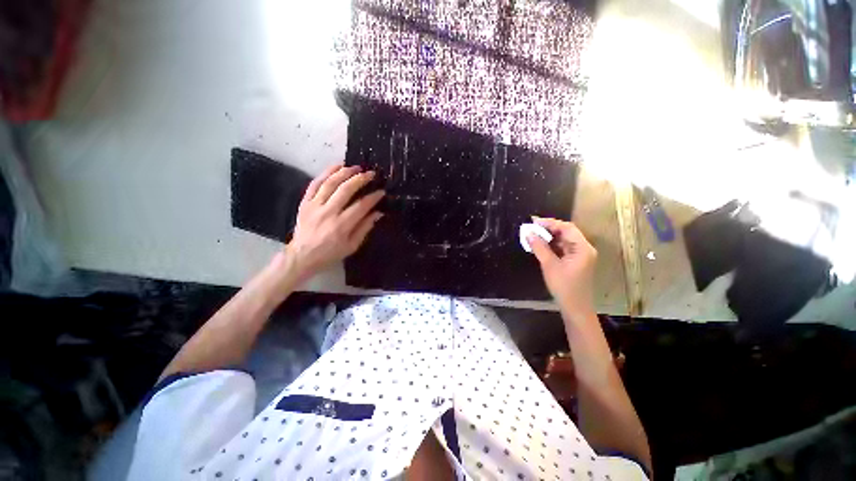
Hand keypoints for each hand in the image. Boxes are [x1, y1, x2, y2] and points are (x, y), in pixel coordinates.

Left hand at [286, 164, 384, 279]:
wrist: (302, 256)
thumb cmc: (330, 253)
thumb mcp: (352, 246)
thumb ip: (365, 228)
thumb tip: (378, 213)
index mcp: (341, 226)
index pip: (361, 206)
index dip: (373, 197)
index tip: (381, 192)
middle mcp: (328, 213)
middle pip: (346, 189)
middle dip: (361, 179)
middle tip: (371, 174)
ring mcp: (314, 206)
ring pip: (330, 183)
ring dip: (345, 172)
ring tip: (356, 167)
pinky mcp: (305, 202)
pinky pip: (315, 183)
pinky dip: (326, 173)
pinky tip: (337, 166)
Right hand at [528, 216, 597, 317]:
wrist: (575, 308)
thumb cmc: (564, 286)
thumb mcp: (549, 265)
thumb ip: (539, 247)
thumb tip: (529, 233)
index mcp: (582, 248)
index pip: (567, 228)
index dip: (550, 223)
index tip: (533, 222)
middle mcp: (584, 248)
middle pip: (567, 232)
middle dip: (549, 229)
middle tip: (531, 227)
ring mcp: (581, 255)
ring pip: (564, 240)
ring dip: (549, 237)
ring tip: (533, 235)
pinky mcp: (576, 261)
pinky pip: (563, 248)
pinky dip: (552, 245)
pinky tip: (541, 245)